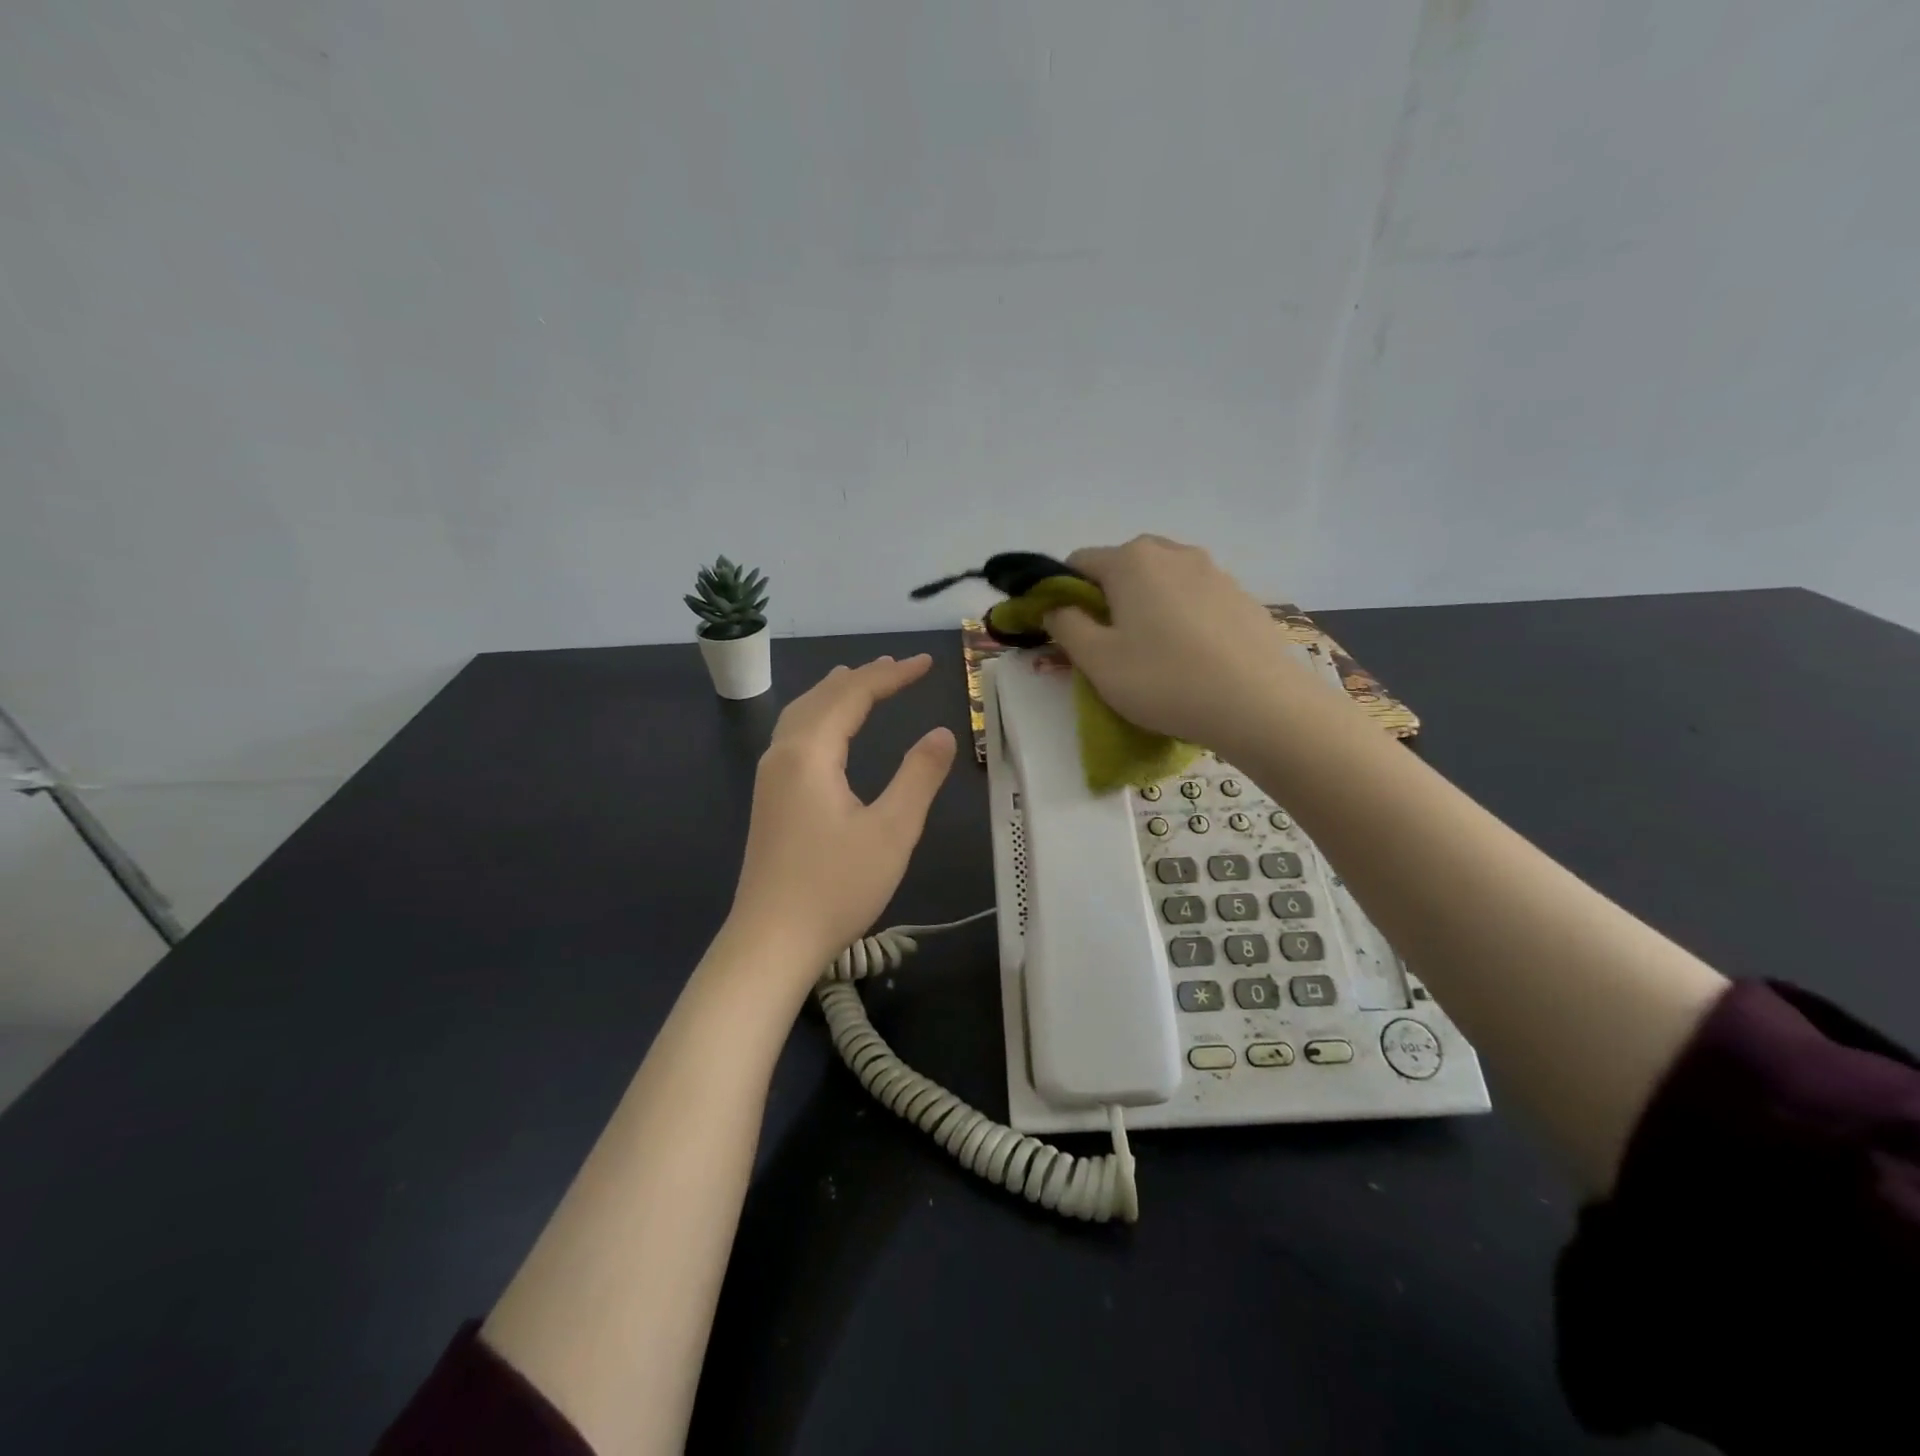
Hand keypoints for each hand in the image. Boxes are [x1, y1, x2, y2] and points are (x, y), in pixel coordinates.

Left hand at [726, 655, 956, 985]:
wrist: (771, 940)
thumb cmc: (836, 886)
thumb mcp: (891, 831)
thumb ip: (918, 776)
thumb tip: (941, 733)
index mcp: (810, 753)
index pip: (853, 695)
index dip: (891, 675)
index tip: (926, 662)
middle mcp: (783, 754)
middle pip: (822, 697)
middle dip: (863, 677)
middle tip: (899, 667)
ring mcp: (770, 777)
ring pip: (802, 714)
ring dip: (836, 693)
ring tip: (862, 680)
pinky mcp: (770, 799)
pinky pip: (794, 735)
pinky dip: (819, 715)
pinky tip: (828, 730)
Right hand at [1045, 535, 1315, 755]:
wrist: (1259, 704)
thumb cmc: (1164, 680)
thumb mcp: (1097, 660)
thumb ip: (1066, 626)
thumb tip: (1056, 607)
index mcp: (1131, 560)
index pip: (1078, 562)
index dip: (1064, 594)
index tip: (1070, 632)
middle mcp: (1173, 552)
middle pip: (1124, 566)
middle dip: (1109, 598)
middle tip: (1112, 645)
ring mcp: (1213, 571)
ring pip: (1162, 581)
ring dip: (1147, 606)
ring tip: (1155, 653)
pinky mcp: (1241, 595)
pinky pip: (1196, 598)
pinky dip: (1183, 616)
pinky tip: (1192, 657)